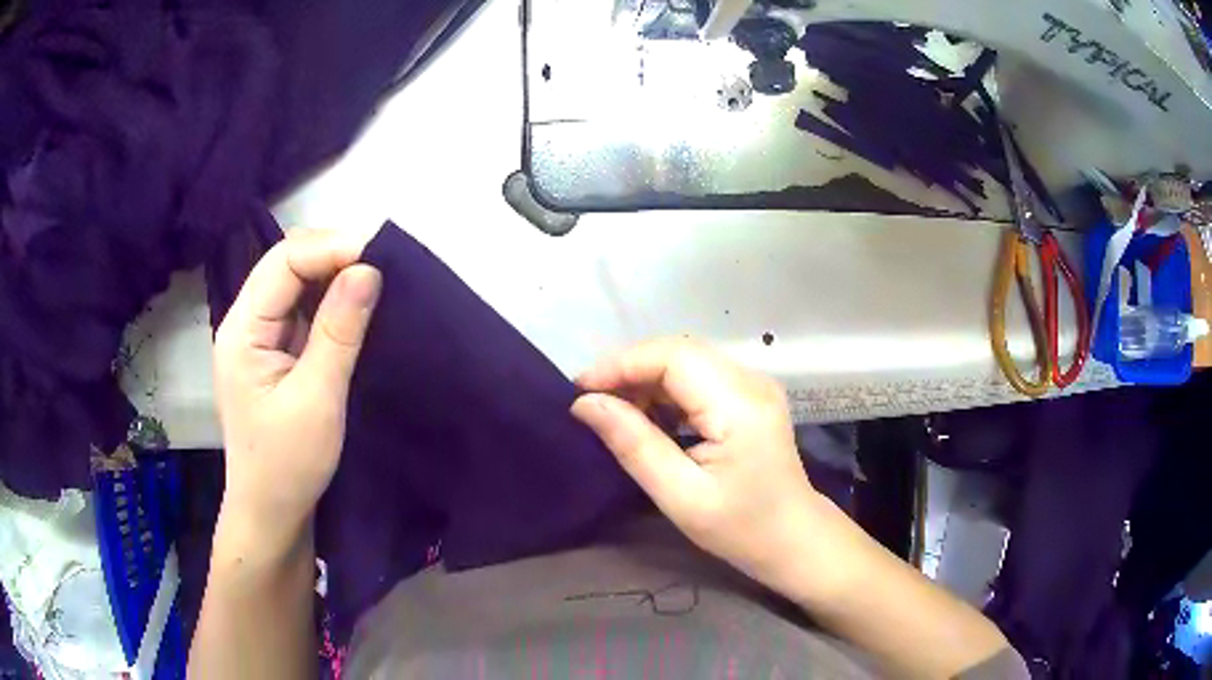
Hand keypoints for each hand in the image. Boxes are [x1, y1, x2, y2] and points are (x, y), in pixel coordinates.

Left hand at [212, 230, 381, 554]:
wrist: (271, 513)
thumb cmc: (288, 464)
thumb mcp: (317, 398)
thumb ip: (339, 330)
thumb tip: (369, 269)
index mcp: (243, 330)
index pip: (283, 261)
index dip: (331, 248)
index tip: (380, 257)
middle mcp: (244, 322)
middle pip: (285, 263)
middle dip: (333, 255)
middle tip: (382, 268)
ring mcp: (257, 336)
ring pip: (294, 282)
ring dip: (333, 275)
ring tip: (375, 283)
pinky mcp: (272, 351)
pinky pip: (301, 308)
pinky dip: (330, 300)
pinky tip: (355, 307)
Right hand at [571, 338, 826, 591]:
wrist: (793, 539)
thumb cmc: (740, 528)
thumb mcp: (680, 496)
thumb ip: (634, 445)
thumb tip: (586, 404)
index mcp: (739, 404)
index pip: (673, 356)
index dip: (621, 364)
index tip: (578, 390)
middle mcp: (751, 380)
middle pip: (679, 351)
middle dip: (628, 369)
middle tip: (590, 402)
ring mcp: (754, 384)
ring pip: (687, 360)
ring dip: (645, 378)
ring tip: (613, 411)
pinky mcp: (750, 395)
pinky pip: (699, 376)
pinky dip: (665, 389)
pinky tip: (647, 415)